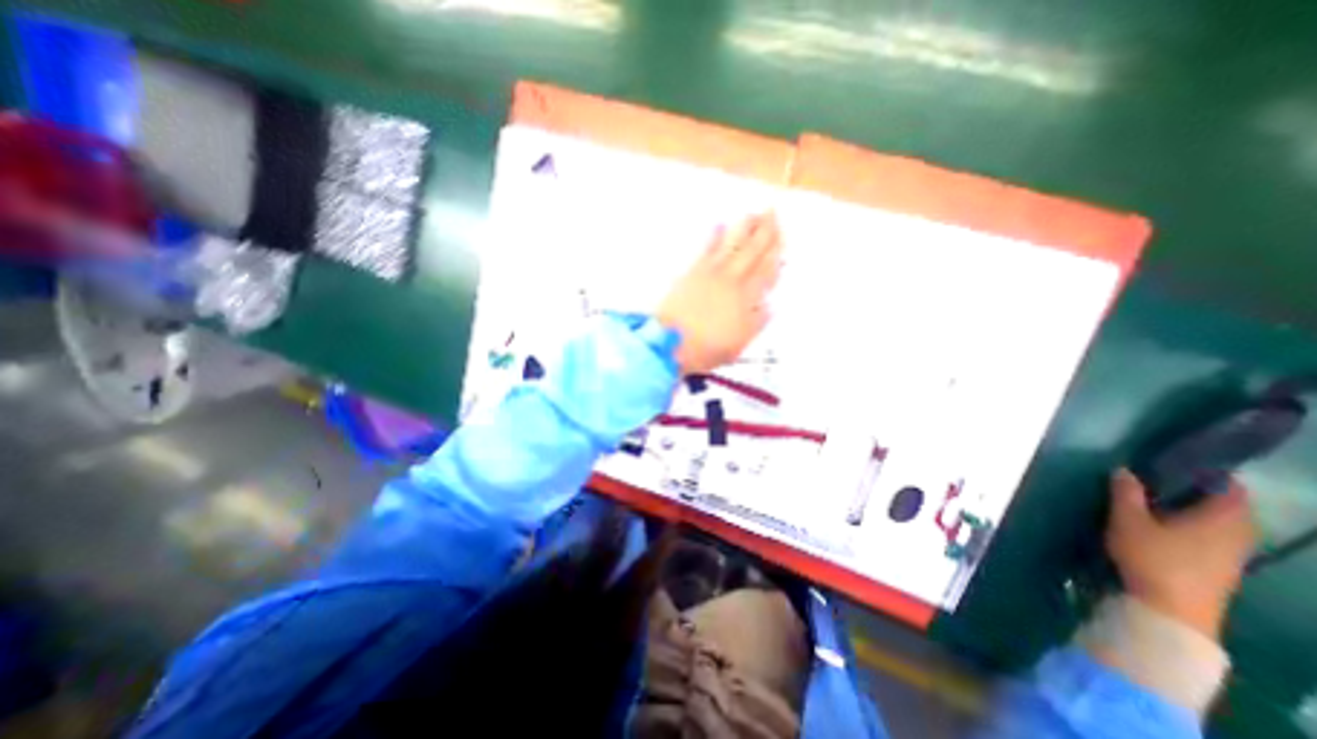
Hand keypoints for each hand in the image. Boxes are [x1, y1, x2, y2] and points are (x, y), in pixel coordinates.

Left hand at [658, 211, 780, 373]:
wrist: (673, 342)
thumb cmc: (708, 347)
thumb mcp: (740, 343)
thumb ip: (756, 322)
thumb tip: (768, 305)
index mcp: (746, 298)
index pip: (765, 271)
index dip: (774, 254)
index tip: (782, 239)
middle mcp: (732, 280)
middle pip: (752, 252)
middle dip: (764, 232)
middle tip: (773, 212)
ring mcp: (711, 273)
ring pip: (732, 245)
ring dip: (744, 228)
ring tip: (753, 213)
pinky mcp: (692, 272)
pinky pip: (707, 249)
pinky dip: (714, 236)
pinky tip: (719, 225)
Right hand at [1104, 472, 1254, 639]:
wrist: (1172, 610)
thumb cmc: (1153, 558)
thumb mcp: (1128, 520)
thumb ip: (1126, 493)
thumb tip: (1124, 469)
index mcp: (1223, 518)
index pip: (1231, 488)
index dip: (1210, 473)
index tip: (1179, 463)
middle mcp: (1238, 534)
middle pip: (1229, 507)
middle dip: (1201, 493)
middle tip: (1164, 480)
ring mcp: (1233, 555)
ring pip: (1223, 524)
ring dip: (1198, 511)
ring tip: (1161, 502)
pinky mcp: (1223, 568)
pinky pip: (1217, 538)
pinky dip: (1198, 527)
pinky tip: (1169, 528)